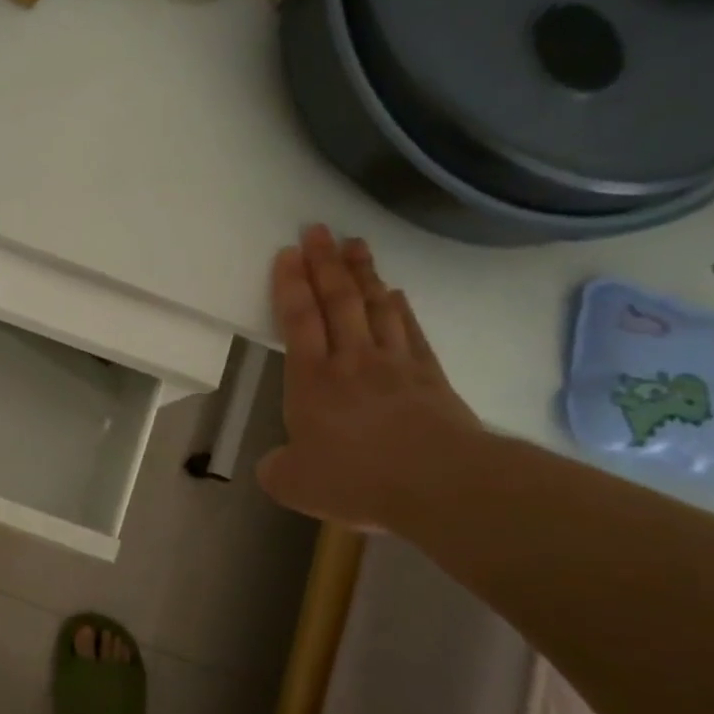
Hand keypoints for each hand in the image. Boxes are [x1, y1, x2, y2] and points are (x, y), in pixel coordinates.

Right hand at [258, 225, 480, 528]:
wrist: (439, 483)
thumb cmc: (357, 479)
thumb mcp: (294, 484)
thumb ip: (276, 469)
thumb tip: (274, 464)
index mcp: (312, 380)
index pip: (299, 320)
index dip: (291, 284)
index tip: (289, 252)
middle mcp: (351, 360)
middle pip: (337, 301)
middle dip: (325, 263)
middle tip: (319, 229)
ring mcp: (394, 364)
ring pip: (375, 307)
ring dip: (363, 273)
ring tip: (355, 244)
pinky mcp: (430, 376)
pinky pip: (411, 331)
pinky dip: (401, 308)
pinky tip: (396, 293)